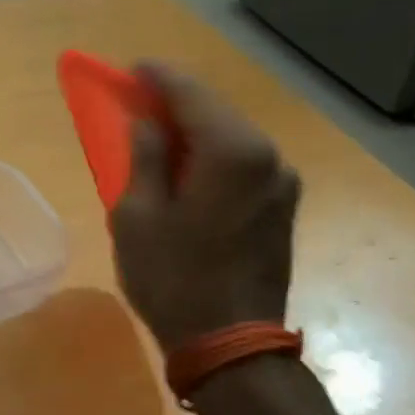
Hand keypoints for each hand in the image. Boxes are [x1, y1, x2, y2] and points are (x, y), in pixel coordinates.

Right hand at [110, 62, 300, 350]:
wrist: (231, 345)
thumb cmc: (173, 278)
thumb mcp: (138, 215)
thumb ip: (144, 157)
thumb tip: (147, 124)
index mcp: (233, 152)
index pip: (191, 95)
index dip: (158, 77)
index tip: (131, 69)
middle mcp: (269, 157)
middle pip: (217, 112)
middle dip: (177, 102)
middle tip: (139, 100)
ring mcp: (282, 184)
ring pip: (232, 139)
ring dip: (195, 131)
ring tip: (158, 134)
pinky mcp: (282, 209)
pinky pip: (242, 165)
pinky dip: (212, 156)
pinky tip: (187, 167)